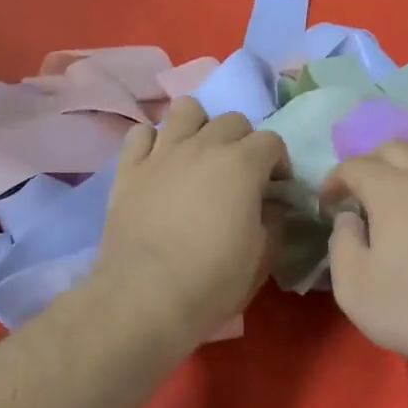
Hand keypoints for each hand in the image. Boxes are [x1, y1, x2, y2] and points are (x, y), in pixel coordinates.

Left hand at [92, 98, 289, 342]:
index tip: (275, 188)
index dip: (278, 162)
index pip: (272, 141)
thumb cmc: (213, 280)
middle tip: (239, 174)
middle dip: (243, 141)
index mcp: (242, 164)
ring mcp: (162, 153)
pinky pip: (141, 133)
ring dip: (199, 126)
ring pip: (185, 109)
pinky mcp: (128, 168)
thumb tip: (270, 205)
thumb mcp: (262, 256)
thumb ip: (273, 220)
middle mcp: (203, 146)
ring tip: (198, 155)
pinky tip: (159, 163)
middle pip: (232, 120)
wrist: (146, 297)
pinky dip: (153, 142)